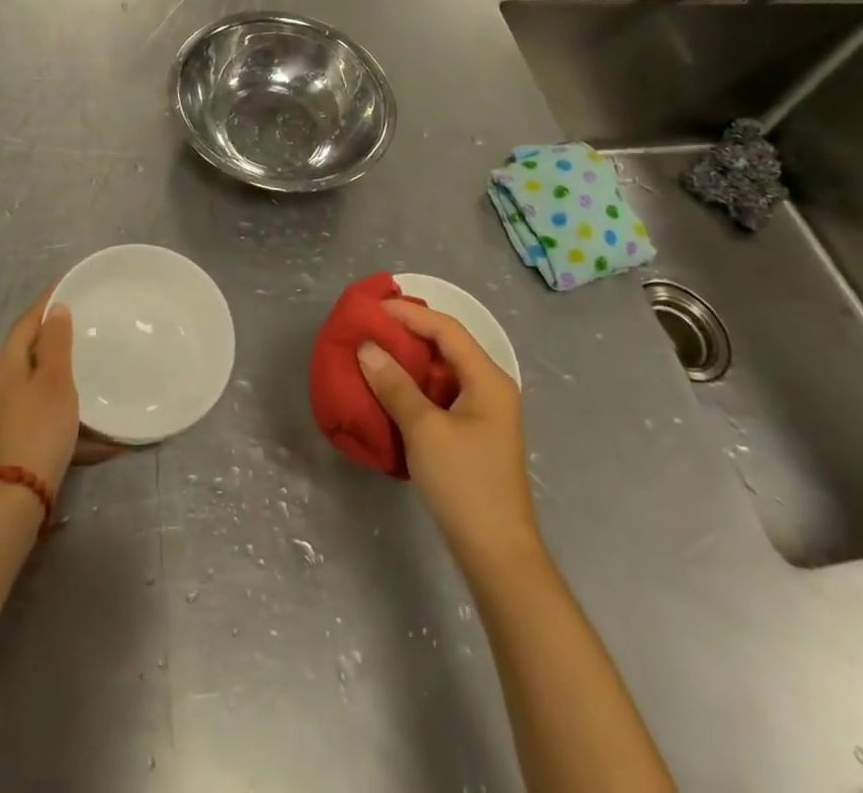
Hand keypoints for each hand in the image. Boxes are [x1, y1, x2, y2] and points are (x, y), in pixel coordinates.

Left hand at [0, 290, 129, 497]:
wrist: (12, 497)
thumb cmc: (39, 429)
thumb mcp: (56, 382)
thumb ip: (56, 342)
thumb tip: (55, 309)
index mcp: (2, 363)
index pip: (26, 322)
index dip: (46, 302)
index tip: (66, 285)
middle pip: (21, 351)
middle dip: (46, 339)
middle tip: (74, 330)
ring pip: (20, 381)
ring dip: (44, 373)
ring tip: (70, 373)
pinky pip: (19, 407)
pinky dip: (40, 401)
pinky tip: (58, 413)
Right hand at [357, 295, 539, 564]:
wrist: (496, 554)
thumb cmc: (464, 484)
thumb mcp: (424, 430)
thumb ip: (394, 384)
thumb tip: (366, 347)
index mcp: (488, 378)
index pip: (446, 329)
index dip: (409, 314)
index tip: (373, 309)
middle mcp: (490, 387)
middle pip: (447, 345)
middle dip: (409, 333)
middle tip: (370, 326)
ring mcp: (484, 412)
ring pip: (443, 371)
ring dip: (410, 360)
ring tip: (374, 352)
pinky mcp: (473, 434)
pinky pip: (442, 394)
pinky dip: (416, 385)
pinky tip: (391, 390)